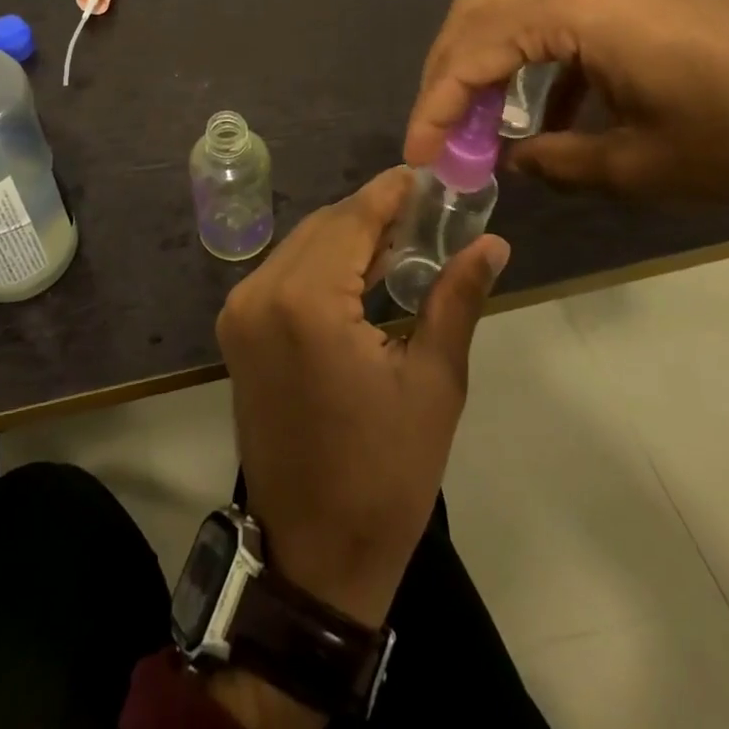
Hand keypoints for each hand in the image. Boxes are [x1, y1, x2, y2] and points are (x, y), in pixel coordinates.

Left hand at [215, 167, 508, 628]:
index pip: (353, 219)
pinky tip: (361, 274)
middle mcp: (261, 291)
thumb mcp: (433, 382)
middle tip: (426, 216)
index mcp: (307, 301)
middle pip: (324, 226)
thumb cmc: (384, 473)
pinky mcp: (236, 329)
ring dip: (347, 237)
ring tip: (402, 243)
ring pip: (302, 245)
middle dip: (373, 214)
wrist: (313, 553)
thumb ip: (456, 298)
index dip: (391, 192)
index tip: (426, 175)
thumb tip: (492, 243)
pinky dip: (321, 263)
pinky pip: (283, 272)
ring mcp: (240, 310)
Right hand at [408, 0, 728, 200]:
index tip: (419, 159)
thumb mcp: (645, 165)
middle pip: (476, 16)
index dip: (435, 107)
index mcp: (570, 4)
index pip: (469, 51)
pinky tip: (546, 111)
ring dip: (486, 64)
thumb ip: (559, 162)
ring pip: (511, 8)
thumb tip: (515, 161)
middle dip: (447, 78)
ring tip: (481, 127)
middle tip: (440, 137)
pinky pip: (555, 10)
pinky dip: (532, 57)